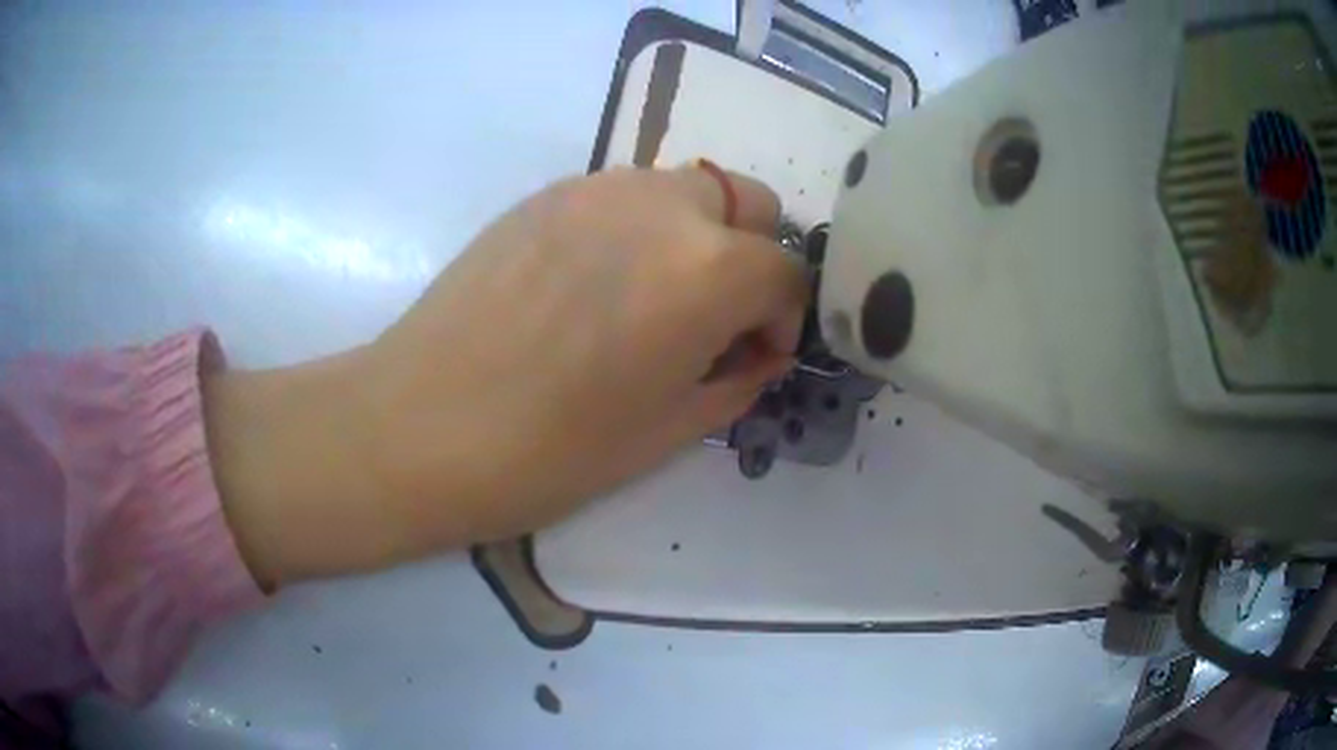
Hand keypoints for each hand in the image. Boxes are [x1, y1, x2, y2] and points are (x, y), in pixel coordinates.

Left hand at [206, 166, 808, 586]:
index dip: (783, 319)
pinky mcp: (546, 193)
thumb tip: (759, 351)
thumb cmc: (552, 452)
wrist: (421, 425)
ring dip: (695, 236)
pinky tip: (591, 287)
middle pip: (747, 203)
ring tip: (647, 301)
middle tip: (710, 318)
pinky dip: (637, 230)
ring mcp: (597, 187)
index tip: (752, 356)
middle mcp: (662, 203)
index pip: (787, 271)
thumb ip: (738, 379)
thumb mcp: (672, 429)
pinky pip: (624, 196)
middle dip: (749, 257)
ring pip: (684, 190)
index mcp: (707, 267)